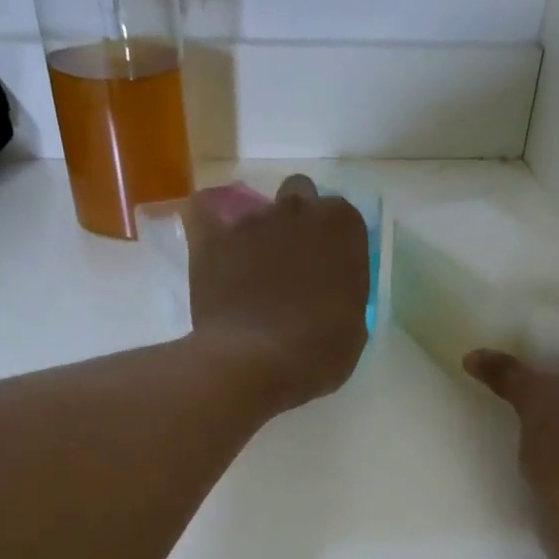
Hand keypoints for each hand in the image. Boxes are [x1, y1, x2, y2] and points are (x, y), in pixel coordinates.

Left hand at [186, 175, 369, 413]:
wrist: (254, 362)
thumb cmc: (317, 353)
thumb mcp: (353, 329)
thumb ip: (345, 294)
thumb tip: (331, 293)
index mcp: (342, 228)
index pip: (343, 220)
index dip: (336, 246)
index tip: (331, 273)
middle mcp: (298, 210)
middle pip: (301, 196)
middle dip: (299, 222)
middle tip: (295, 264)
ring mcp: (252, 221)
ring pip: (257, 208)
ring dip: (259, 232)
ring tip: (252, 273)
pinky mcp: (212, 238)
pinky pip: (205, 213)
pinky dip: (209, 224)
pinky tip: (215, 246)